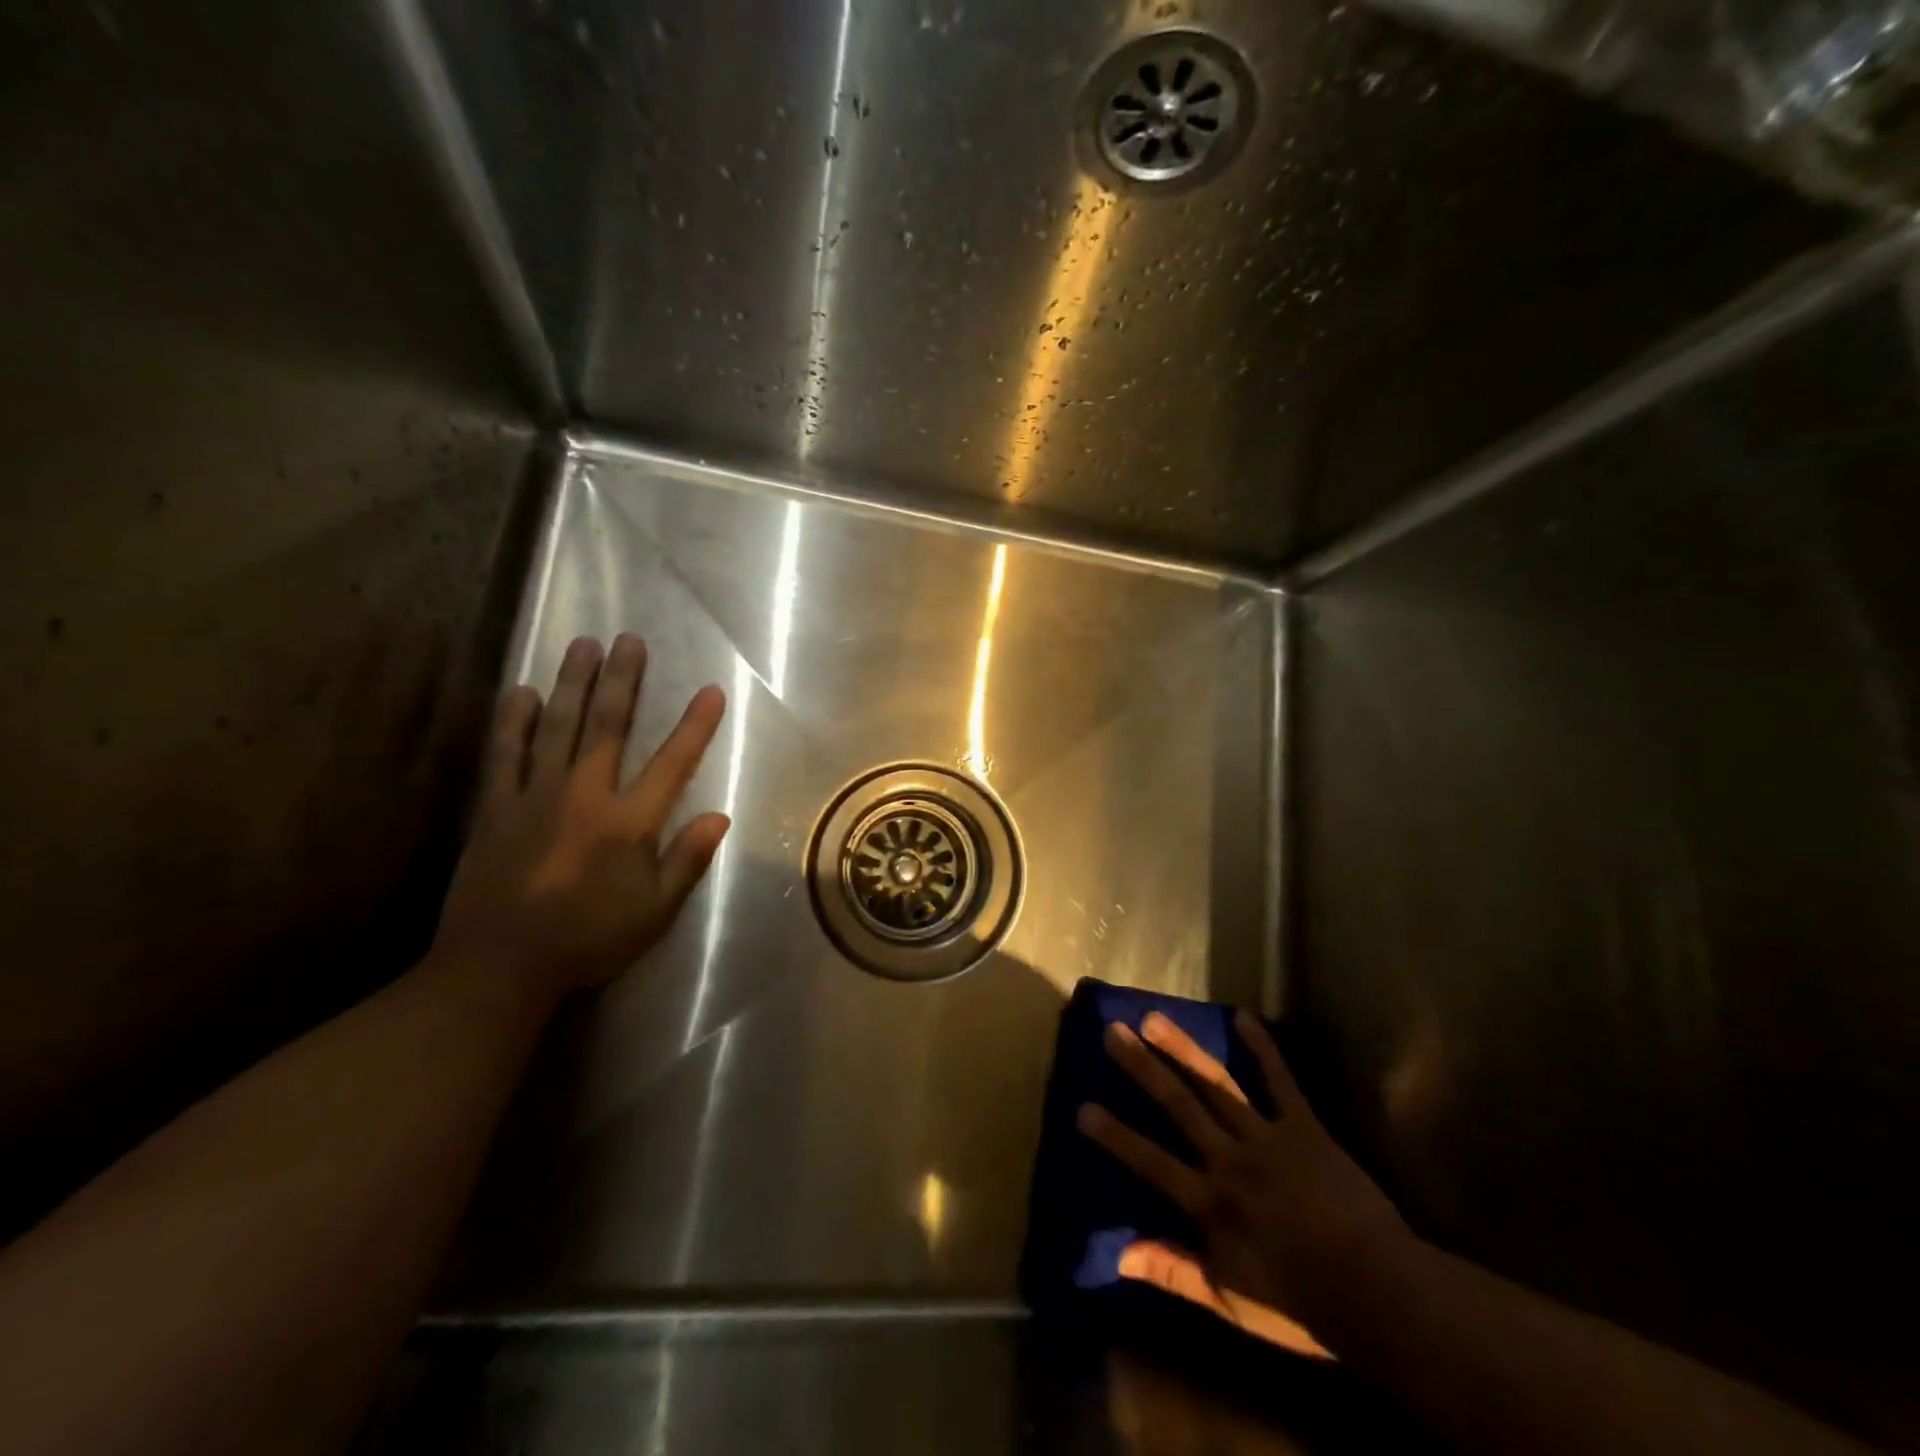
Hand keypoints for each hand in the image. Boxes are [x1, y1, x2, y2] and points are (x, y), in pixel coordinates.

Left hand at [431, 633, 729, 1003]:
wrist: (498, 967)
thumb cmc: (588, 939)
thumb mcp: (654, 912)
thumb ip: (687, 860)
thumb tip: (720, 816)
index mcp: (628, 823)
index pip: (672, 763)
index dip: (695, 725)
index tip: (711, 690)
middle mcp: (584, 796)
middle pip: (607, 727)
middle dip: (623, 681)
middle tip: (630, 640)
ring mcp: (534, 797)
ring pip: (556, 727)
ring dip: (572, 684)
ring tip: (582, 644)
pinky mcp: (495, 808)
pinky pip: (505, 754)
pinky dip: (513, 721)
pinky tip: (520, 691)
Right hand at [1077, 1010, 1410, 1356]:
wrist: (1380, 1293)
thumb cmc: (1301, 1305)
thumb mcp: (1230, 1300)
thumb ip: (1174, 1270)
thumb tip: (1118, 1254)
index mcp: (1210, 1203)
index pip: (1150, 1162)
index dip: (1115, 1136)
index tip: (1083, 1107)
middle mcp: (1229, 1159)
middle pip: (1177, 1105)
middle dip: (1142, 1067)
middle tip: (1113, 1031)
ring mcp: (1266, 1137)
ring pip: (1216, 1084)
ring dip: (1182, 1049)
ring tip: (1154, 1018)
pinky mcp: (1304, 1127)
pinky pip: (1280, 1080)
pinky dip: (1262, 1047)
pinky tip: (1243, 1016)